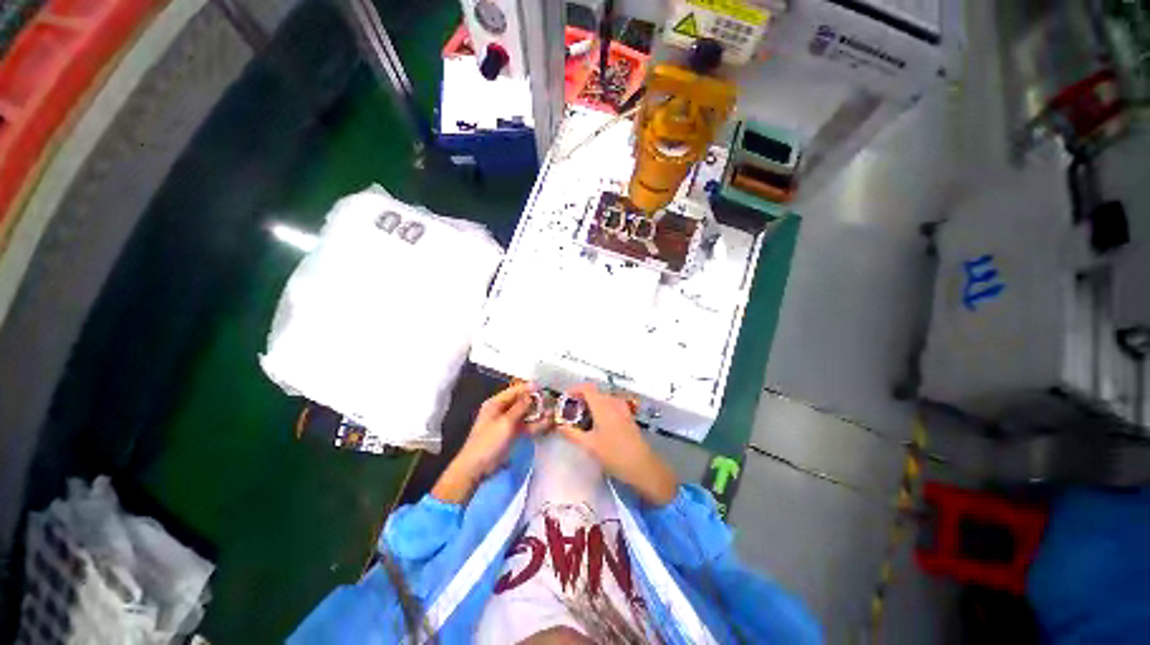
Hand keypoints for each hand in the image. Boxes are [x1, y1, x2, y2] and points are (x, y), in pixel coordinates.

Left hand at [432, 383, 540, 504]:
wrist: (477, 467)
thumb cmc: (488, 441)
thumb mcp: (505, 422)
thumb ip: (520, 407)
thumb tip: (531, 394)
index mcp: (495, 403)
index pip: (514, 391)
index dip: (528, 388)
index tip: (542, 387)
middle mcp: (502, 410)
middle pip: (521, 401)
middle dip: (535, 401)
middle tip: (550, 400)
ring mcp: (508, 422)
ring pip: (526, 414)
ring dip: (538, 413)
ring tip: (552, 411)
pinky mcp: (513, 433)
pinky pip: (526, 425)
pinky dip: (535, 424)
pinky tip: (547, 423)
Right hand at [556, 384, 678, 505]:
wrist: (643, 466)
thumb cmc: (614, 454)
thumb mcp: (589, 445)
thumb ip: (572, 433)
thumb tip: (559, 426)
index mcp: (603, 405)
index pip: (586, 388)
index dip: (574, 389)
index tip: (564, 398)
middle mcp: (613, 402)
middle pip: (594, 392)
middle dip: (580, 398)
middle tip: (569, 411)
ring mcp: (622, 408)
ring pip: (602, 399)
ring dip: (590, 404)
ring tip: (580, 418)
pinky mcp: (627, 416)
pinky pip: (610, 405)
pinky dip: (600, 408)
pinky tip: (595, 424)